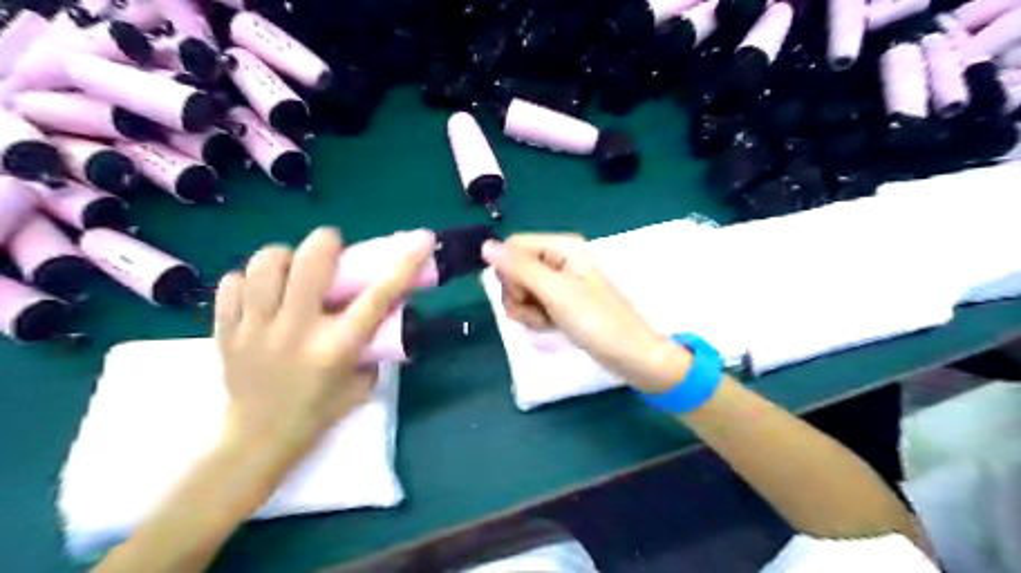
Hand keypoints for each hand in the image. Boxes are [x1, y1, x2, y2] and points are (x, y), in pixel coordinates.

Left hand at [216, 229, 432, 455]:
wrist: (259, 441)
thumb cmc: (320, 412)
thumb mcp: (362, 382)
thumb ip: (373, 344)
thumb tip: (384, 311)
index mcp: (337, 347)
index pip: (378, 296)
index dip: (405, 263)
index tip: (422, 239)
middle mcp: (297, 331)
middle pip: (309, 261)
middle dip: (326, 243)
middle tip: (331, 250)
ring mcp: (256, 329)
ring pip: (265, 264)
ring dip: (285, 258)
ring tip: (291, 270)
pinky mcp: (225, 331)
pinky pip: (231, 284)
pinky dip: (249, 280)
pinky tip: (261, 293)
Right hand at [483, 233, 688, 394]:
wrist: (630, 355)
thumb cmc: (597, 321)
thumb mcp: (556, 293)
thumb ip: (520, 268)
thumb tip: (485, 246)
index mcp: (561, 247)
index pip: (513, 247)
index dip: (510, 271)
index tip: (523, 294)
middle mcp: (558, 259)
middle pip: (513, 269)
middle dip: (518, 295)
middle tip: (539, 311)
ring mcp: (558, 282)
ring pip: (520, 289)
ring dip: (526, 310)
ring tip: (547, 322)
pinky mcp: (559, 302)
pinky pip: (532, 304)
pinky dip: (536, 318)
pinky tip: (551, 326)